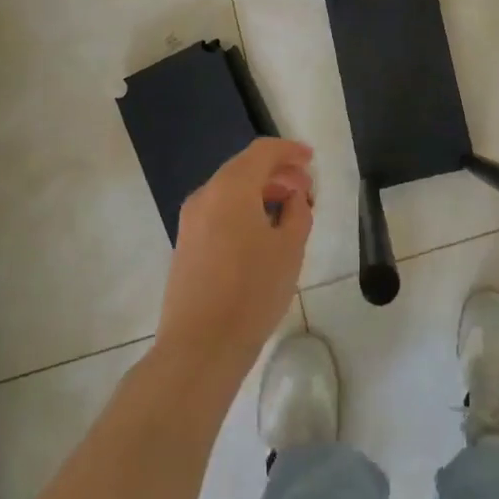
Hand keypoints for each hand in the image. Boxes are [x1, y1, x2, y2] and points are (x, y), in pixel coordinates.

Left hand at [157, 137, 314, 381]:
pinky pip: (219, 211)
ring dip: (261, 192)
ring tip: (289, 213)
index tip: (312, 160)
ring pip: (231, 190)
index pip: (263, 151)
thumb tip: (293, 197)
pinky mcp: (186, 244)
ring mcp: (191, 220)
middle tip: (306, 190)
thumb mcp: (290, 248)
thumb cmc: (252, 291)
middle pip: (245, 168)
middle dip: (278, 173)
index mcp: (231, 187)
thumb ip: (298, 211)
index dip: (290, 151)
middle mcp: (206, 195)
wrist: (199, 347)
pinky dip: (244, 209)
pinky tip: (263, 233)